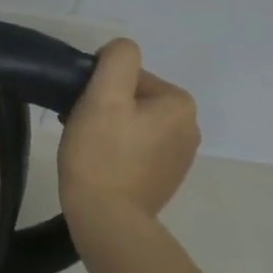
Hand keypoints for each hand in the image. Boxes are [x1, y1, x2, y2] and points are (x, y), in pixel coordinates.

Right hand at [57, 38, 198, 235]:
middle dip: (106, 107)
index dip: (101, 88)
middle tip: (82, 128)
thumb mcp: (104, 94)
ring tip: (88, 148)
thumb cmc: (102, 154)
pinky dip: (118, 150)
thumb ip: (117, 59)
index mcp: (180, 103)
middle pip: (133, 98)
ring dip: (110, 127)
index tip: (85, 110)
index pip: (129, 75)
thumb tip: (119, 52)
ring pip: (134, 123)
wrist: (107, 220)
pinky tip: (101, 165)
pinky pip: (137, 148)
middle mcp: (190, 127)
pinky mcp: (166, 178)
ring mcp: (180, 156)